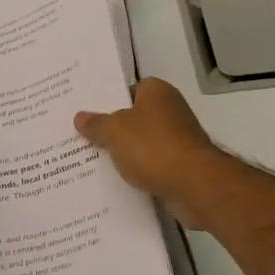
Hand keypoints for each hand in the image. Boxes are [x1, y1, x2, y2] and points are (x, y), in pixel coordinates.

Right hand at [75, 78, 225, 230]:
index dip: (108, 100)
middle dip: (112, 129)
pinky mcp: (181, 165)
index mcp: (157, 92)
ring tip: (91, 162)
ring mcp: (178, 139)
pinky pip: (151, 165)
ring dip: (124, 153)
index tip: (87, 114)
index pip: (129, 89)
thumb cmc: (153, 146)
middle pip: (134, 117)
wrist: (194, 184)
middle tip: (81, 139)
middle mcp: (171, 110)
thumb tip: (80, 117)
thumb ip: (96, 124)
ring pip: (142, 143)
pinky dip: (138, 172)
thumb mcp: (115, 131)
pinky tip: (116, 182)